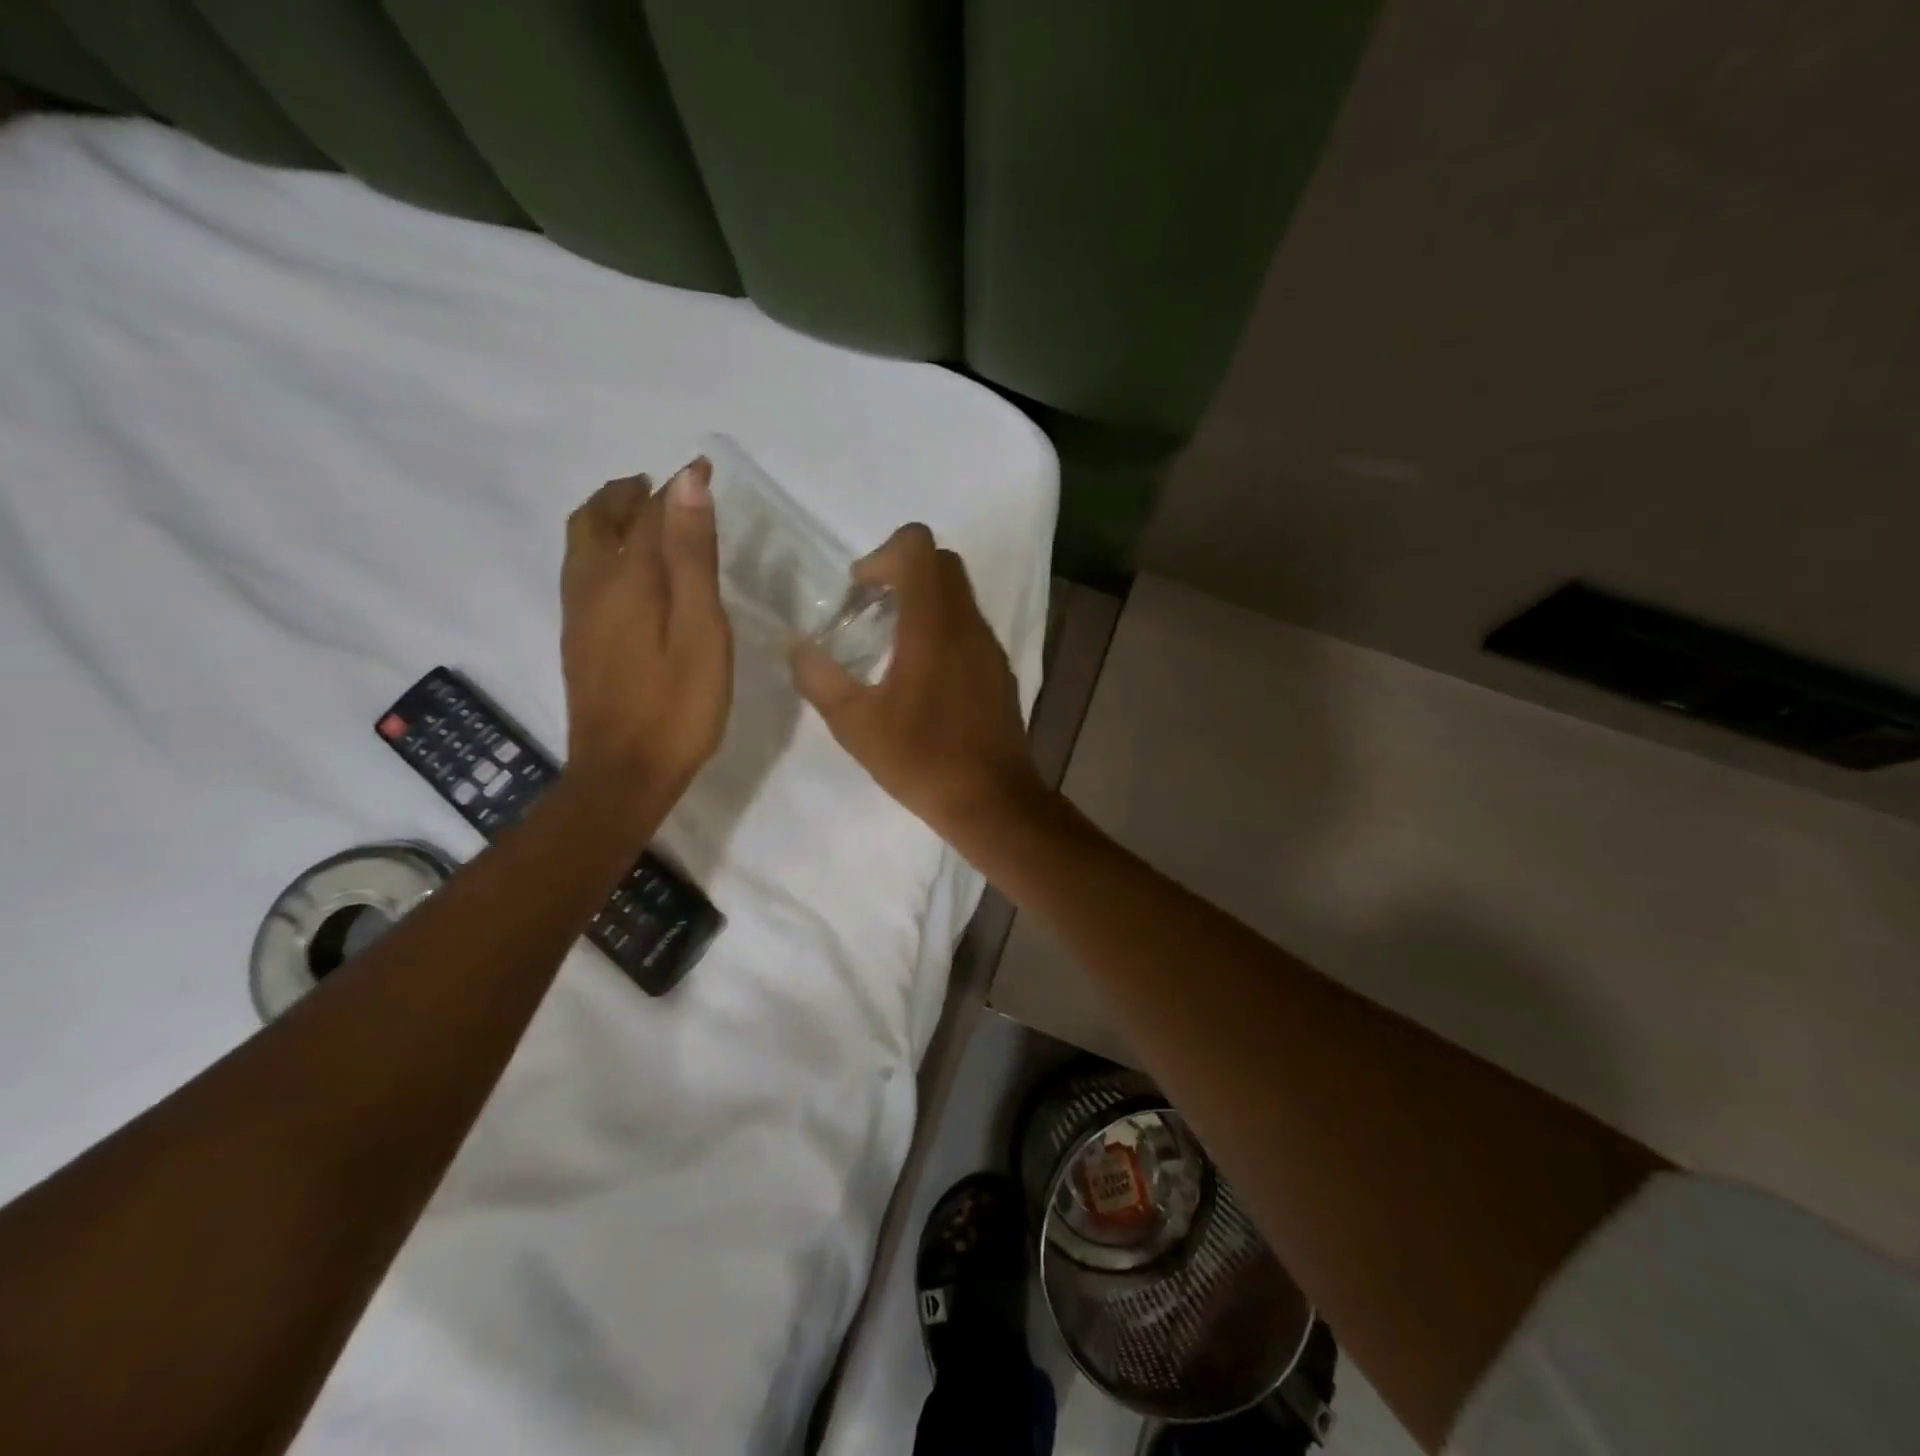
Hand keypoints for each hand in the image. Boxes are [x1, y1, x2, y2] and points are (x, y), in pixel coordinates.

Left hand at [561, 458, 730, 808]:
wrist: (624, 773)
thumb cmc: (677, 706)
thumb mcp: (700, 629)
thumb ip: (692, 556)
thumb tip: (685, 482)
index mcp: (626, 578)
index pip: (650, 513)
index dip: (676, 488)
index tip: (702, 469)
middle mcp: (592, 587)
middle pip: (596, 520)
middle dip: (625, 495)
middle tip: (657, 489)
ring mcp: (579, 617)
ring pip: (581, 547)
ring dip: (608, 520)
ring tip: (642, 520)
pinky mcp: (579, 643)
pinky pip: (581, 575)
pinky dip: (601, 551)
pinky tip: (626, 575)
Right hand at [789, 524, 1043, 843]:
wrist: (992, 801)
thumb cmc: (922, 759)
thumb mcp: (855, 725)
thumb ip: (819, 679)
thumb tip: (797, 647)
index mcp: (933, 625)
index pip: (918, 547)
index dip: (882, 554)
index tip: (859, 592)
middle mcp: (968, 624)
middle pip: (941, 563)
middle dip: (901, 571)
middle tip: (869, 610)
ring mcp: (989, 647)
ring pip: (959, 595)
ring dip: (923, 601)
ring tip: (890, 645)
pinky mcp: (999, 670)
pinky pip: (969, 627)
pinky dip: (942, 628)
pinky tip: (921, 676)